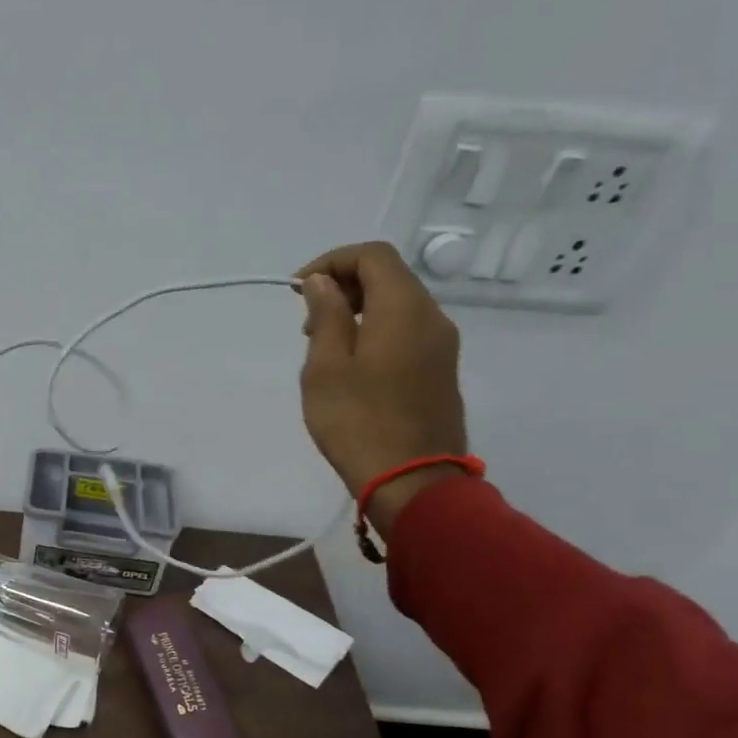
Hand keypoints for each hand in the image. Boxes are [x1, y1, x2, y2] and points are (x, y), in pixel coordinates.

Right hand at [295, 241, 468, 537]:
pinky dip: (375, 331)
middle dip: (343, 285)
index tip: (296, 288)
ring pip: (398, 305)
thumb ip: (326, 315)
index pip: (372, 256)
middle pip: (389, 277)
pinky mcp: (440, 371)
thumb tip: (323, 281)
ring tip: (322, 345)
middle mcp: (432, 317)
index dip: (331, 261)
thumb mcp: (326, 367)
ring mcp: (441, 346)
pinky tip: (351, 365)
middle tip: (306, 320)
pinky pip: (407, 332)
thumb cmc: (358, 422)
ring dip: (358, 310)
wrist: (411, 481)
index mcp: (404, 308)